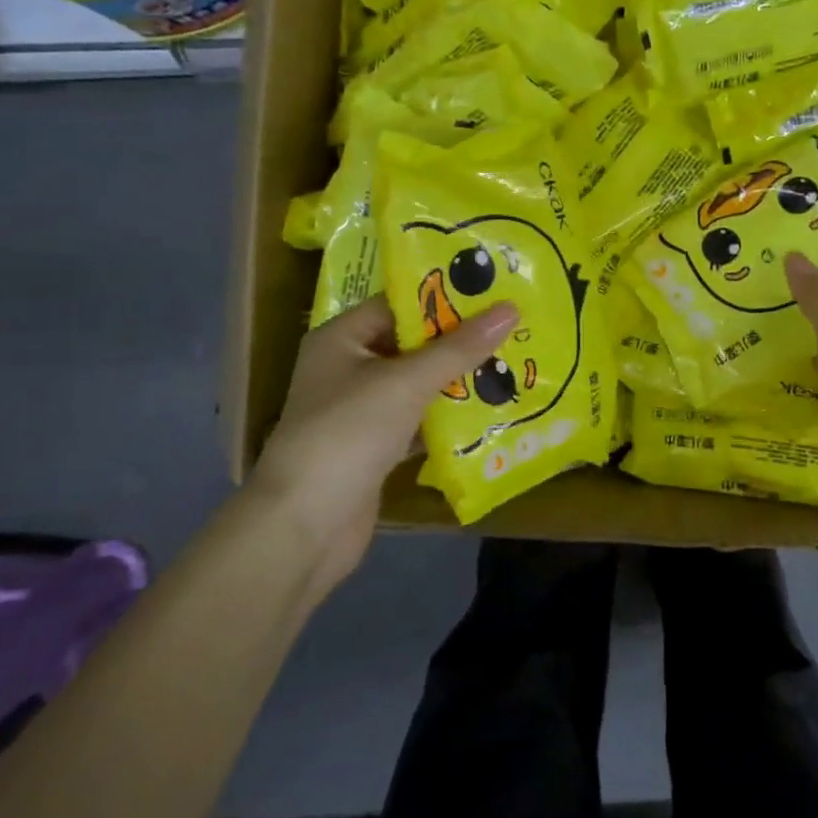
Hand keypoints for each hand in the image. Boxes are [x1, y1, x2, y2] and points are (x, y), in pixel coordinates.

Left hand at [251, 295, 517, 588]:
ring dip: (457, 381)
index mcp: (341, 338)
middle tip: (513, 328)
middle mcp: (348, 368)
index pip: (398, 304)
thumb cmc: (348, 433)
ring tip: (512, 364)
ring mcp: (361, 411)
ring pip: (417, 385)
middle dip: (458, 341)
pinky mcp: (375, 448)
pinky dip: (447, 419)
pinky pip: (418, 421)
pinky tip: (490, 413)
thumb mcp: (406, 382)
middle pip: (411, 344)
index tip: (493, 291)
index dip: (444, 297)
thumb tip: (509, 309)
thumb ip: (459, 348)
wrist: (305, 527)